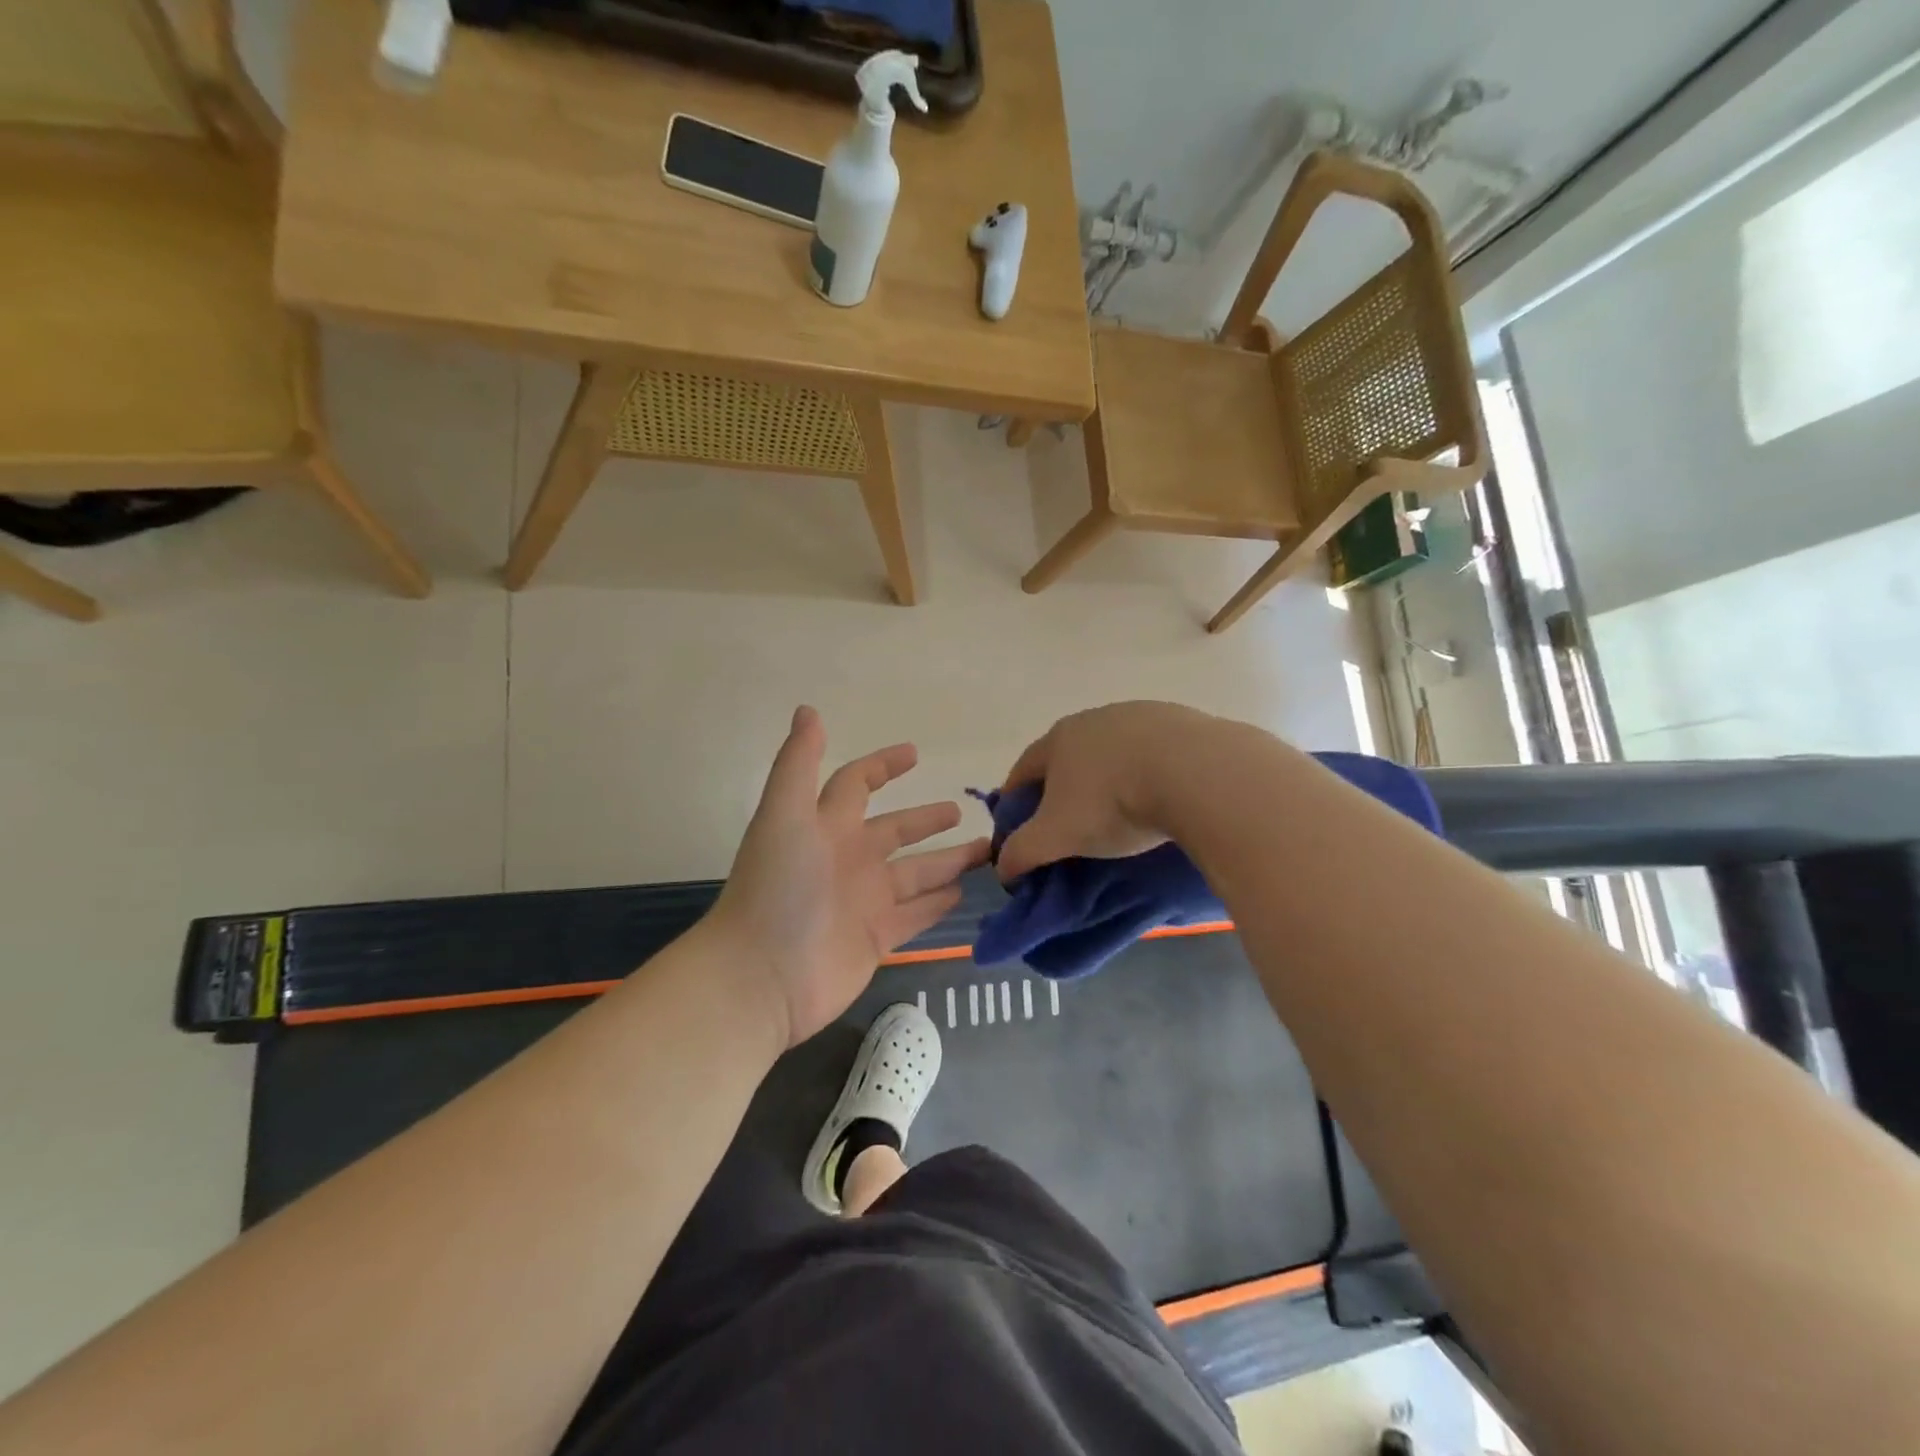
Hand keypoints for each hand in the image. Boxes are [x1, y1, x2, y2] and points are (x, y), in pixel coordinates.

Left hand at [712, 707, 989, 1047]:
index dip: (882, 766)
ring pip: (915, 873)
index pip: (856, 784)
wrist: (762, 975)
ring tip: (987, 850)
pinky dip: (938, 904)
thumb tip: (808, 709)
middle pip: (895, 831)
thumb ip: (798, 763)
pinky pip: (915, 914)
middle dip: (926, 819)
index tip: (916, 753)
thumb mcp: (784, 814)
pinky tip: (964, 893)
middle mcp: (847, 859)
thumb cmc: (777, 887)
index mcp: (825, 826)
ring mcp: (863, 901)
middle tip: (962, 809)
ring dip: (948, 861)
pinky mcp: (876, 937)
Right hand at [995, 701, 1222, 880]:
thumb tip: (1003, 868)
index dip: (1015, 801)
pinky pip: (1155, 754)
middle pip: (1068, 757)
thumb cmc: (1112, 802)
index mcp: (1058, 739)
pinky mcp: (1181, 722)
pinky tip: (1162, 797)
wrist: (1194, 772)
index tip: (1019, 830)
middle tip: (1071, 826)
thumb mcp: (1056, 836)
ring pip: (1113, 752)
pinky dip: (1150, 773)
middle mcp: (1094, 718)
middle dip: (1063, 789)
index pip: (1023, 770)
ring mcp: (1140, 716)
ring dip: (1110, 778)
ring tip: (1122, 814)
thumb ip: (1021, 852)